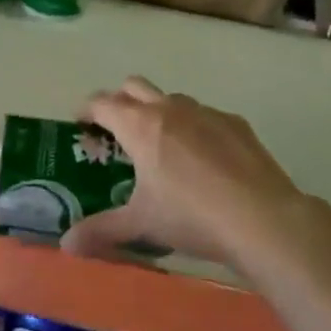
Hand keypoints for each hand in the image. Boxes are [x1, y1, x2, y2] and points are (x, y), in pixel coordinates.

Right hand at [62, 76, 305, 267]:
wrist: (263, 219)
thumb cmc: (192, 217)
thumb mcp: (142, 224)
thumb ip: (101, 230)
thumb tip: (66, 244)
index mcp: (139, 125)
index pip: (101, 102)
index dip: (86, 110)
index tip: (80, 125)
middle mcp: (168, 108)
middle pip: (133, 86)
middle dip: (120, 101)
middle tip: (117, 132)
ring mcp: (204, 111)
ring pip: (171, 98)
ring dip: (158, 112)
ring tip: (162, 148)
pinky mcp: (235, 123)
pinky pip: (205, 115)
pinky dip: (194, 128)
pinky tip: (204, 161)